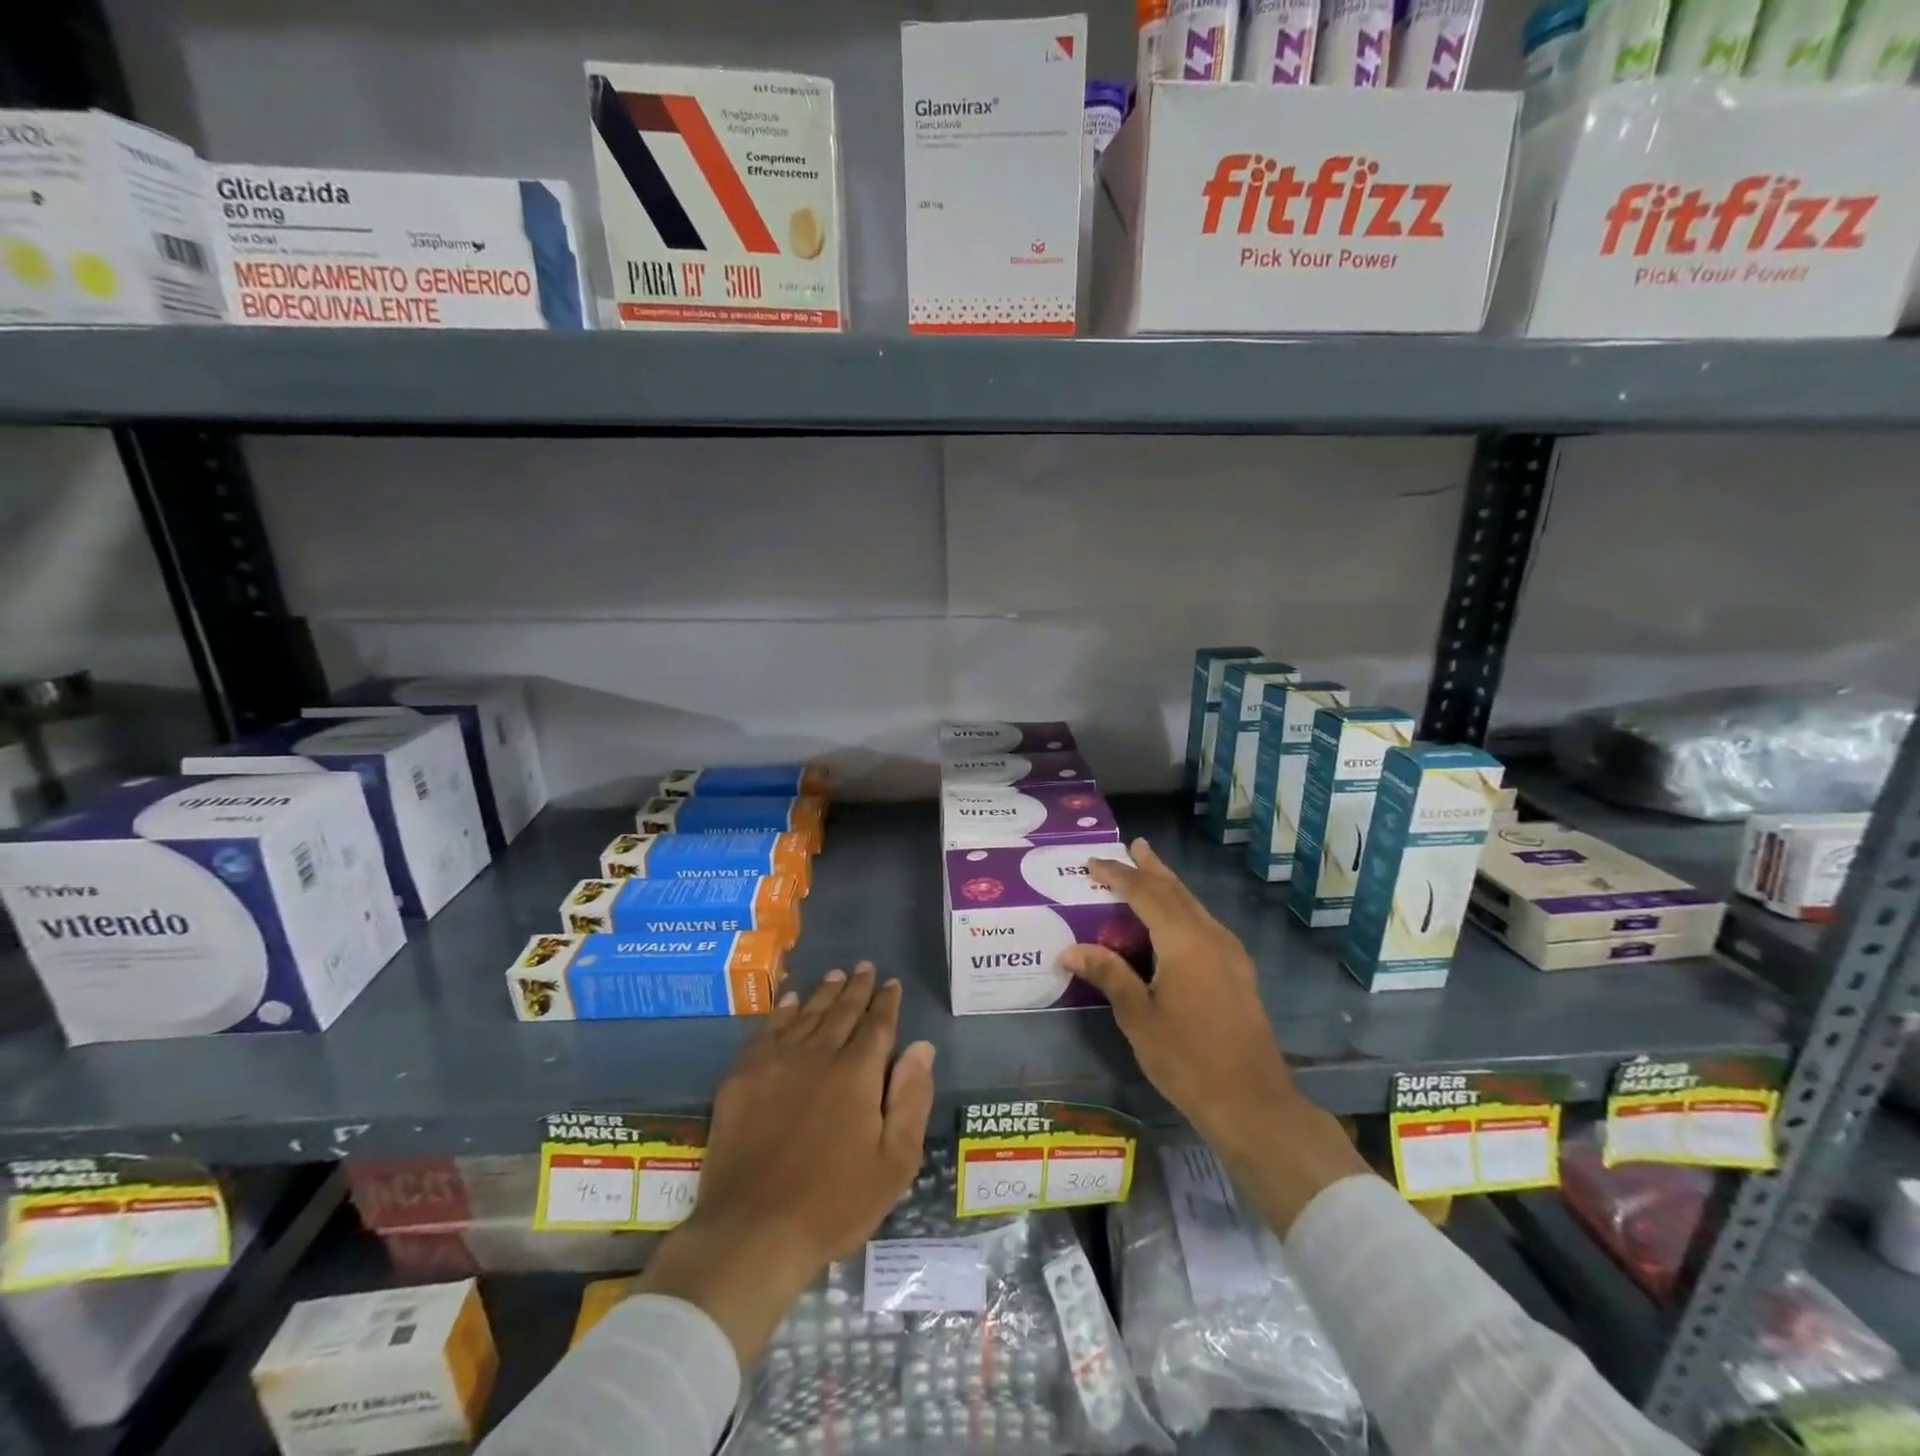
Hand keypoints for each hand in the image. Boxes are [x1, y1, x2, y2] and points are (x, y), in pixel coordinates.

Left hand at [636, 964, 935, 1363]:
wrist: (752, 1232)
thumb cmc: (834, 1204)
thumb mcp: (894, 1163)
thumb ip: (911, 1099)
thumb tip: (921, 1047)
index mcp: (857, 1073)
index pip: (877, 1025)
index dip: (887, 1002)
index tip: (892, 983)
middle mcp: (818, 1054)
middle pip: (842, 1011)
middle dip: (857, 987)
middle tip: (865, 967)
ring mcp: (776, 1063)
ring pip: (806, 1014)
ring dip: (824, 993)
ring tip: (835, 975)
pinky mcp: (742, 1078)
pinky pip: (767, 1031)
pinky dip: (782, 1012)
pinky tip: (789, 1002)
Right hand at [1062, 839, 1369, 1232]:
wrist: (1252, 1101)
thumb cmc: (1187, 1058)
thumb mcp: (1138, 1016)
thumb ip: (1109, 974)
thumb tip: (1070, 951)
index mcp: (1183, 940)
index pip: (1144, 893)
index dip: (1117, 875)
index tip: (1092, 863)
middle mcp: (1210, 935)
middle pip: (1176, 890)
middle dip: (1152, 868)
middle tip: (1134, 846)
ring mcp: (1229, 953)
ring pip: (1194, 906)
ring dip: (1169, 887)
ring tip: (1149, 871)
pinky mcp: (1237, 971)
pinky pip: (1204, 924)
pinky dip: (1182, 910)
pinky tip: (1173, 921)